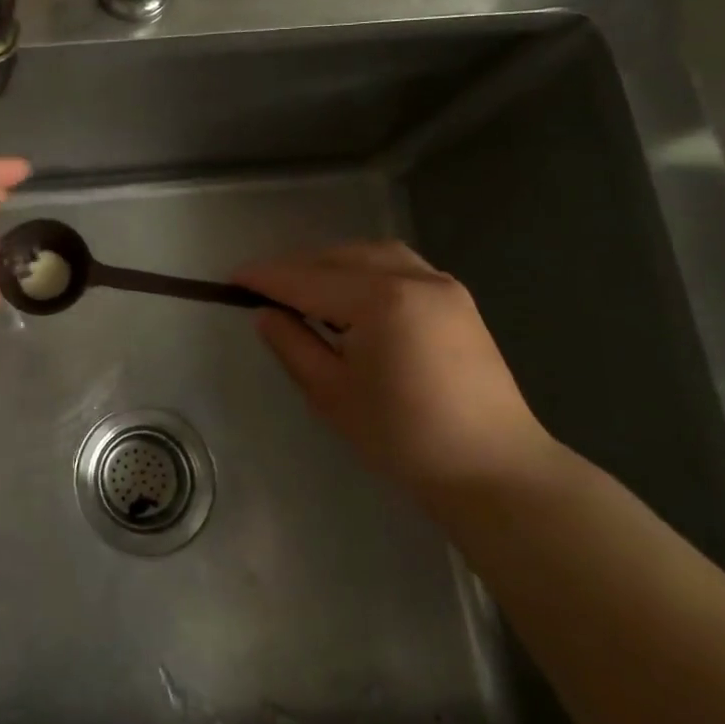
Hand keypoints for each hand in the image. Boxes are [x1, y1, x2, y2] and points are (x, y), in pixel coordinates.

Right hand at [235, 241, 556, 495]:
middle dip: (296, 269)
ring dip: (330, 264)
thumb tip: (266, 313)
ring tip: (305, 291)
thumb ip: (292, 344)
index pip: (306, 279)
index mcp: (380, 300)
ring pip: (369, 254)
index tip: (231, 280)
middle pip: (337, 258)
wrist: (493, 469)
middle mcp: (413, 278)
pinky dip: (364, 270)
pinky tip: (352, 297)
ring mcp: (441, 284)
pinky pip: (398, 266)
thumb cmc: (403, 437)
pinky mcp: (456, 299)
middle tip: (263, 291)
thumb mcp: (330, 393)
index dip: (265, 278)